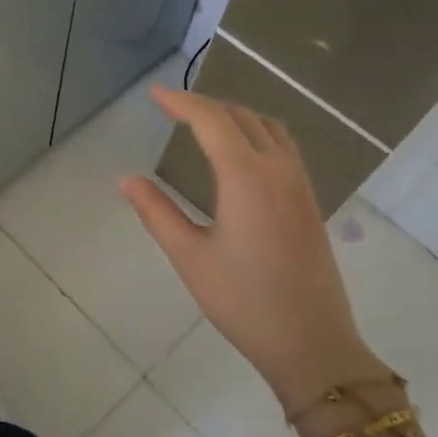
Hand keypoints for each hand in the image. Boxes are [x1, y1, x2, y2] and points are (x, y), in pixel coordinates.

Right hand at [120, 86, 387, 416]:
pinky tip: (240, 153)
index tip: (154, 94)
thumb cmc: (243, 302)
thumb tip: (126, 180)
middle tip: (171, 108)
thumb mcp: (189, 257)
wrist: (311, 342)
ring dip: (234, 115)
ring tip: (204, 123)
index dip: (181, 102)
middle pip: (241, 116)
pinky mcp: (310, 201)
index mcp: (246, 177)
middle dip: (205, 105)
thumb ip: (156, 213)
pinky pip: (283, 146)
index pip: (211, 120)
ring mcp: (300, 184)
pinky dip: (256, 132)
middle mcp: (278, 169)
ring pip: (268, 127)